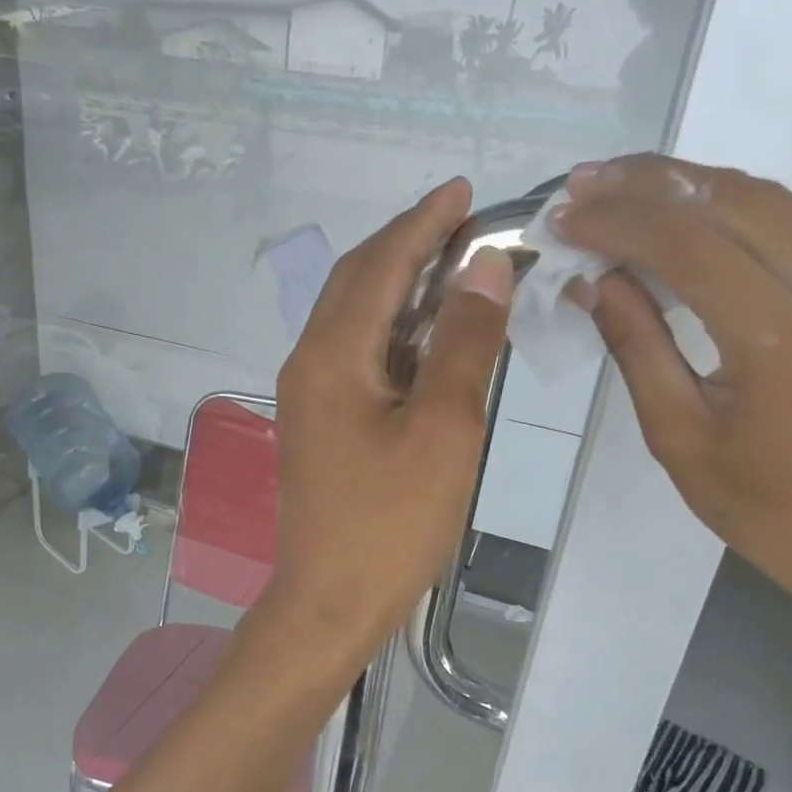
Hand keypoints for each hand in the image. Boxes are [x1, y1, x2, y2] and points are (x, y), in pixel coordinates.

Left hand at [261, 179, 513, 672]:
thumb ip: (463, 343)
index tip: (461, 189)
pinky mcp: (319, 423)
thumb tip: (482, 267)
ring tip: (454, 267)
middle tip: (464, 225)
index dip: (422, 222)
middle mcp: (309, 364)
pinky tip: (428, 334)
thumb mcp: (444, 429)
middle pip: (357, 283)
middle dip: (408, 246)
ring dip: (401, 287)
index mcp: (331, 356)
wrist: (331, 601)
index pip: (379, 265)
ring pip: (355, 318)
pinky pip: (356, 355)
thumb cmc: (391, 522)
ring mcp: (309, 395)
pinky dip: (393, 332)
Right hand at [555, 155, 791, 620]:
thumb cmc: (763, 506)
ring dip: (687, 184)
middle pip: (732, 198)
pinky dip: (724, 209)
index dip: (616, 221)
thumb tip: (593, 280)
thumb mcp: (677, 434)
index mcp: (779, 337)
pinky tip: (679, 216)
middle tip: (583, 183)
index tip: (562, 216)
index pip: (687, 244)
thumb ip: (636, 345)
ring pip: (766, 200)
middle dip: (648, 182)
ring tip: (620, 186)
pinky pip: (789, 226)